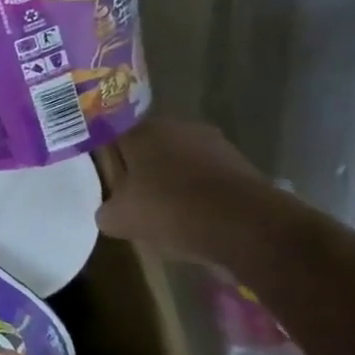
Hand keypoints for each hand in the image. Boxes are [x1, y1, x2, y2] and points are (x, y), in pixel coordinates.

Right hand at [96, 117, 272, 265]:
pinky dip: (203, 194)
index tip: (107, 184)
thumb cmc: (170, 211)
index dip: (108, 161)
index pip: (113, 138)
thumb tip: (110, 212)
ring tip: (169, 214)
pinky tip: (199, 219)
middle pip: (150, 149)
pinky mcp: (244, 166)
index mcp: (141, 131)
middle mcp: (177, 127)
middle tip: (135, 200)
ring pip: (182, 162)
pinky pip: (210, 179)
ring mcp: (215, 144)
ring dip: (175, 182)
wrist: (248, 227)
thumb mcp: (119, 219)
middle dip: (143, 171)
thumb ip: (106, 211)